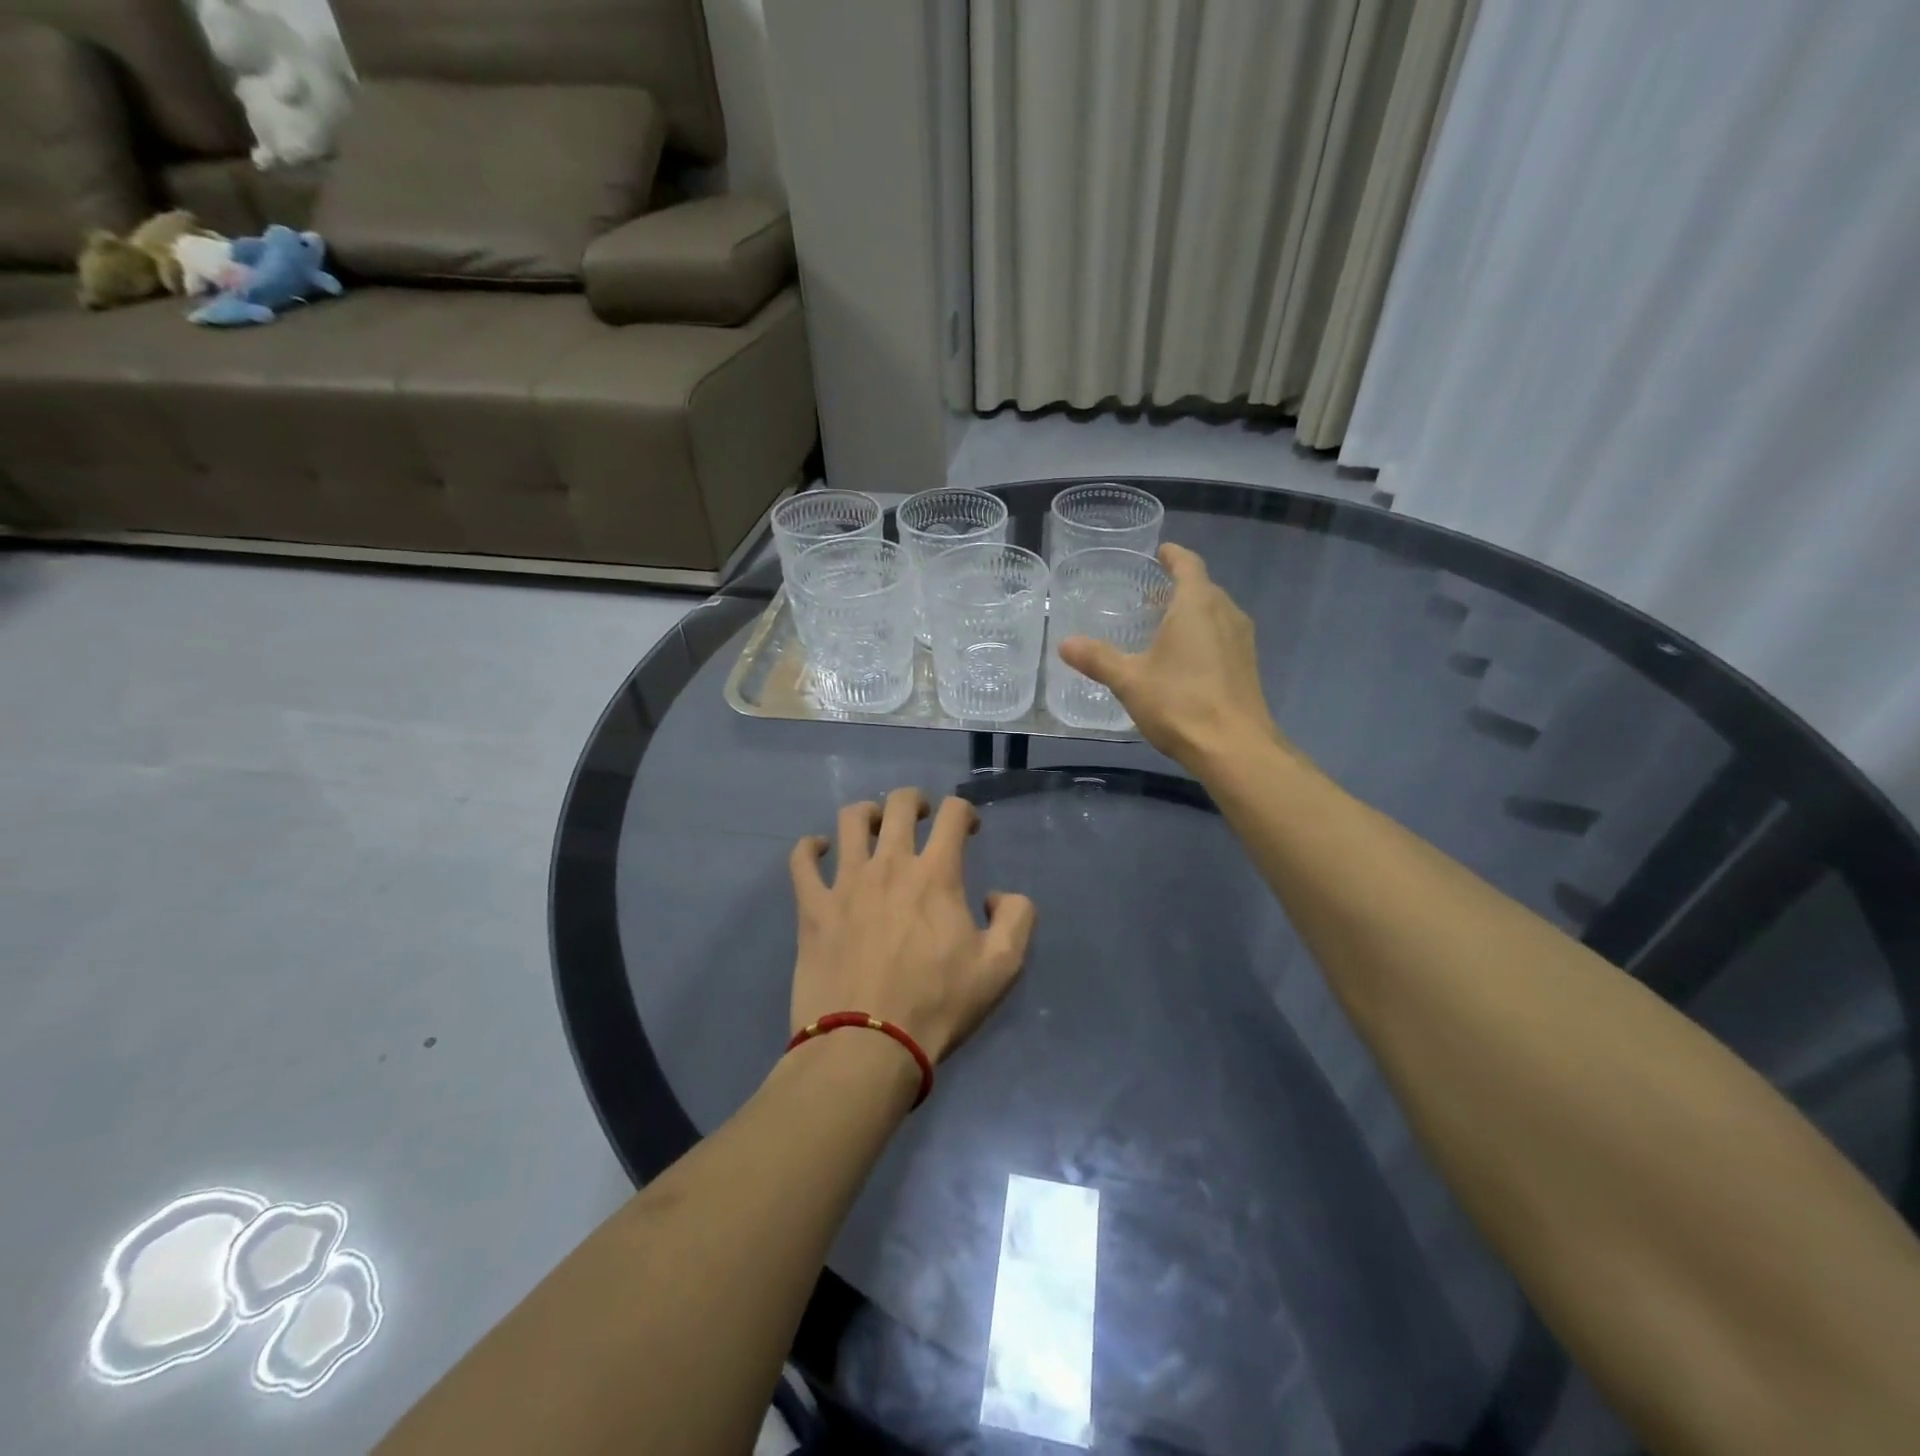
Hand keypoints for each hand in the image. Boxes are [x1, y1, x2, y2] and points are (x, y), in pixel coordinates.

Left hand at [789, 790, 1036, 1064]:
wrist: (867, 1045)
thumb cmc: (937, 1005)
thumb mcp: (1002, 967)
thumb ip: (1016, 918)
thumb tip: (997, 895)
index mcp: (936, 874)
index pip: (953, 813)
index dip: (965, 812)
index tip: (969, 830)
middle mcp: (890, 865)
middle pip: (899, 804)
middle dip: (915, 801)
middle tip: (922, 818)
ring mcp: (845, 883)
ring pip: (850, 820)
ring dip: (867, 814)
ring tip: (874, 827)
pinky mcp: (812, 907)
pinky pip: (802, 860)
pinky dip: (810, 847)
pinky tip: (820, 850)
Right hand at [1058, 543, 1283, 769]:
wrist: (1234, 748)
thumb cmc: (1179, 703)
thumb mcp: (1129, 680)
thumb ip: (1097, 658)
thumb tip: (1065, 643)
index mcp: (1197, 605)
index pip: (1188, 564)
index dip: (1173, 555)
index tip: (1160, 552)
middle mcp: (1226, 613)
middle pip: (1203, 588)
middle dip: (1178, 586)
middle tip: (1149, 594)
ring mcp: (1242, 641)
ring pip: (1215, 613)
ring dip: (1192, 612)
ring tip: (1163, 624)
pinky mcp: (1247, 666)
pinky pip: (1223, 636)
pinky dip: (1203, 635)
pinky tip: (1184, 658)